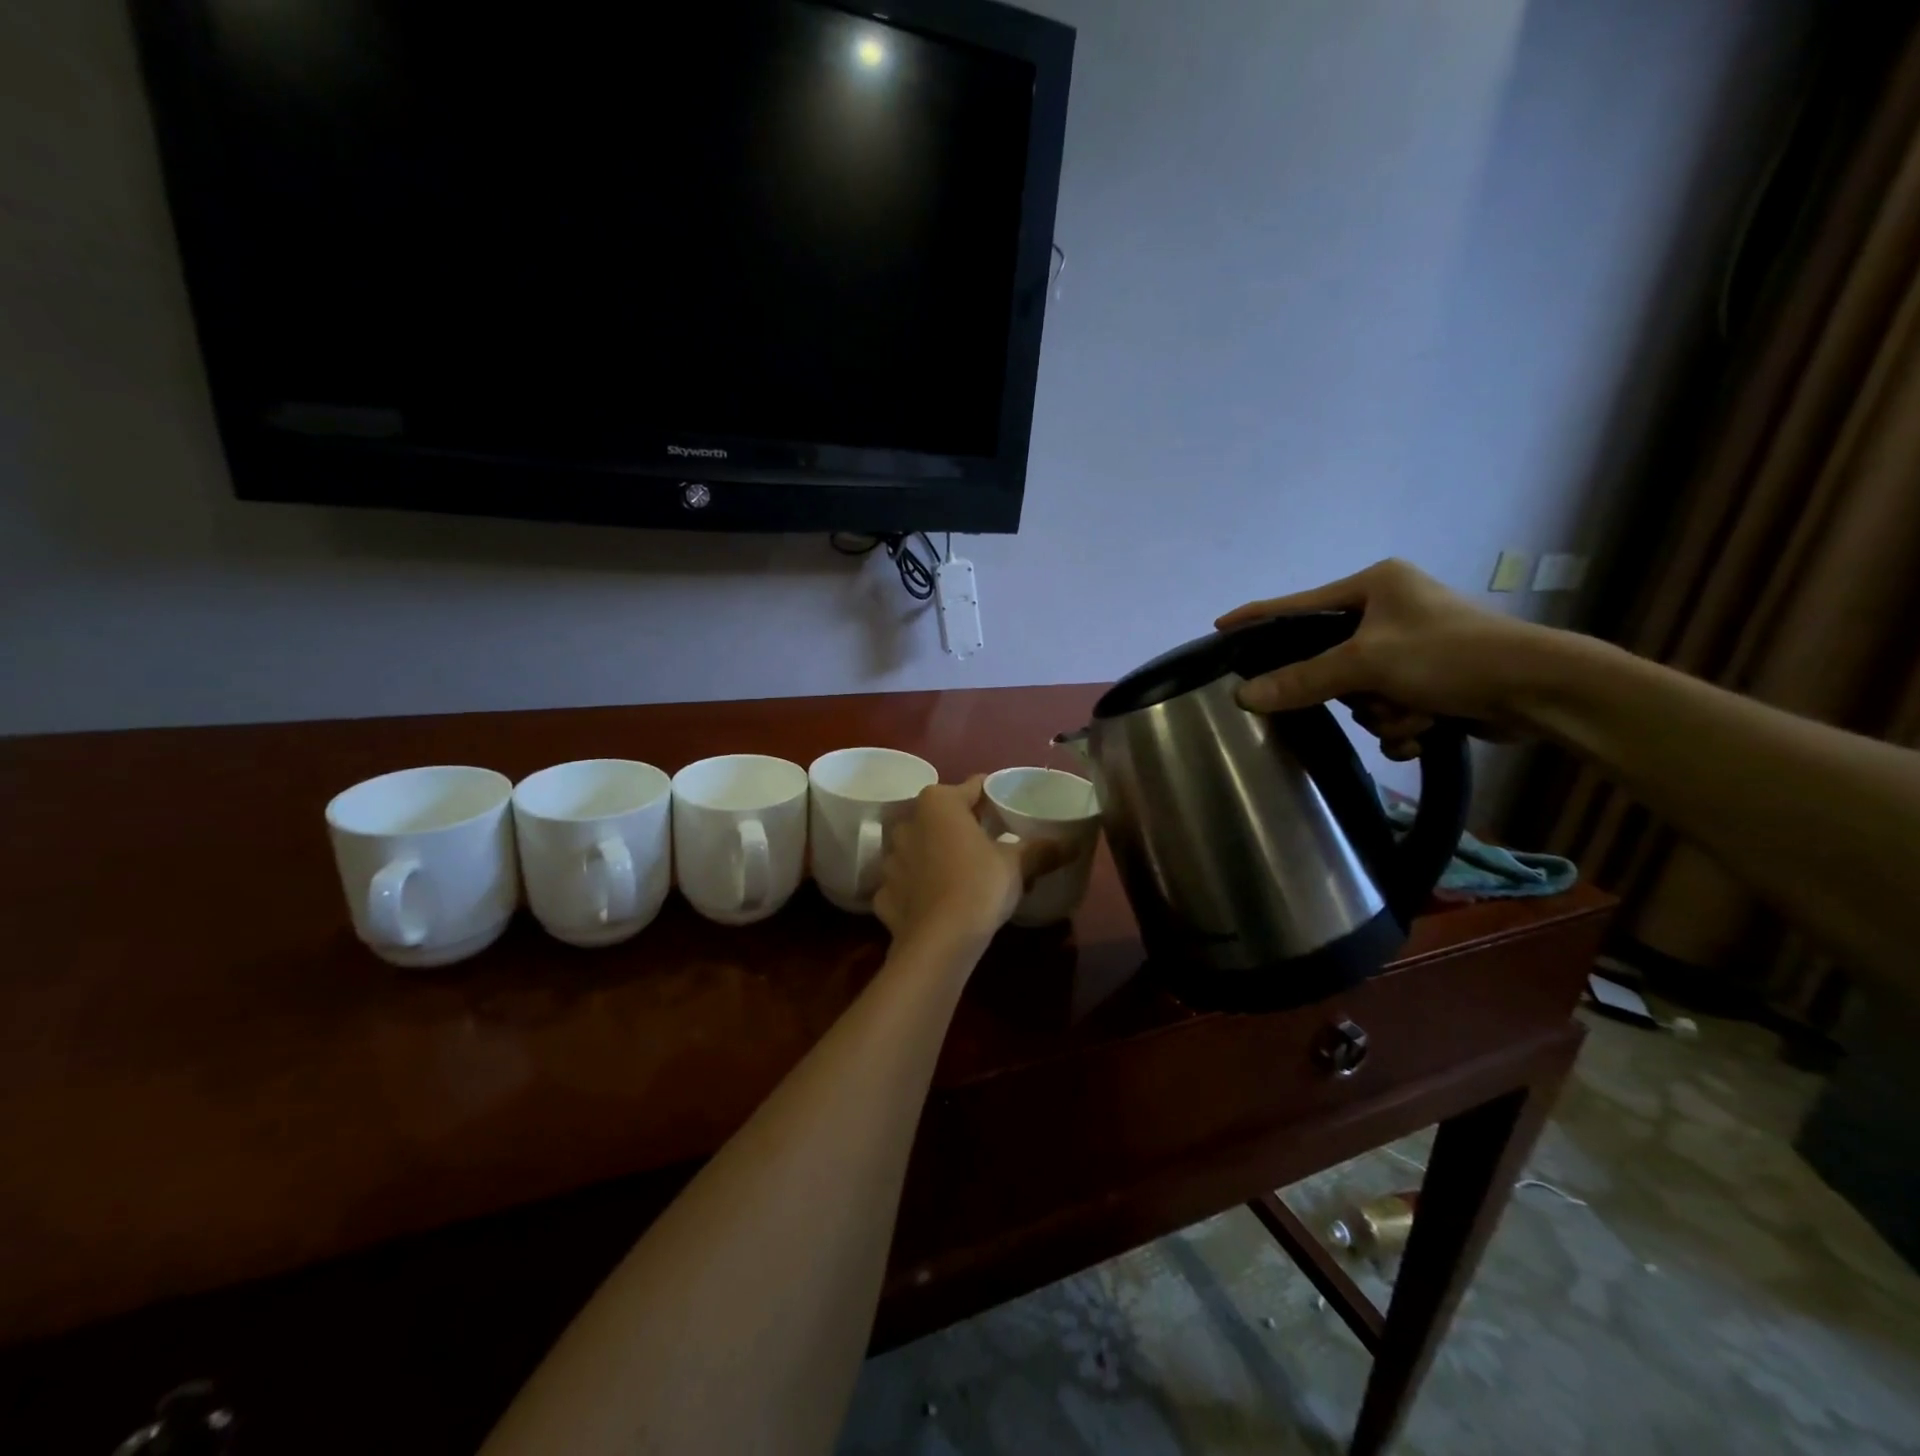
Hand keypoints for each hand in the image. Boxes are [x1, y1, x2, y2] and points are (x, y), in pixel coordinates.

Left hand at [873, 778, 1062, 950]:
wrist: (939, 941)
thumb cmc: (979, 886)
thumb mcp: (1017, 865)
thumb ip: (1042, 850)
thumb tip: (1073, 844)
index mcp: (939, 803)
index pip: (972, 788)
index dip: (992, 798)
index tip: (1007, 811)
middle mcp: (907, 821)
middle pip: (941, 816)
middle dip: (961, 826)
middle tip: (988, 843)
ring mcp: (890, 858)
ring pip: (919, 848)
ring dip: (936, 855)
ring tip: (962, 873)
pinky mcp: (882, 892)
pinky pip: (906, 882)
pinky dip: (919, 888)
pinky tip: (937, 901)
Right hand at [1216, 559, 1543, 759]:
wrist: (1541, 692)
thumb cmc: (1450, 656)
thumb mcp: (1367, 663)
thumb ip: (1302, 679)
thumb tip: (1243, 695)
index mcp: (1374, 586)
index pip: (1298, 604)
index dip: (1258, 618)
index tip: (1219, 627)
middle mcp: (1390, 611)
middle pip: (1329, 661)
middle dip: (1352, 691)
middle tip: (1368, 695)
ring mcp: (1411, 647)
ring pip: (1359, 694)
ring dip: (1383, 714)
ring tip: (1415, 714)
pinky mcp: (1430, 681)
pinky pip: (1386, 709)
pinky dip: (1402, 726)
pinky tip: (1426, 730)